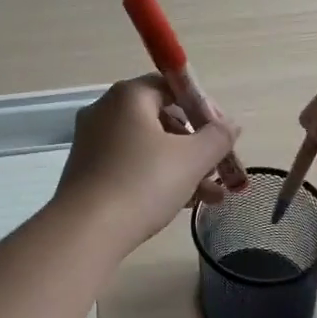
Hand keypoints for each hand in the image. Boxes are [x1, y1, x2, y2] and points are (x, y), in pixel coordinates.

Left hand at [55, 76, 242, 252]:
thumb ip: (217, 137)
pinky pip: (130, 166)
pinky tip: (183, 205)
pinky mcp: (87, 173)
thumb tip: (230, 124)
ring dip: (183, 168)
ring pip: (148, 148)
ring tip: (213, 197)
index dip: (202, 108)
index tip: (222, 134)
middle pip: (161, 119)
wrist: (86, 230)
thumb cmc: (143, 182)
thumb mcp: (192, 159)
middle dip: (196, 146)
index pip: (171, 86)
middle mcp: (105, 112)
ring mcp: (92, 143)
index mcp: (128, 96)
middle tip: (219, 169)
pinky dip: (157, 179)